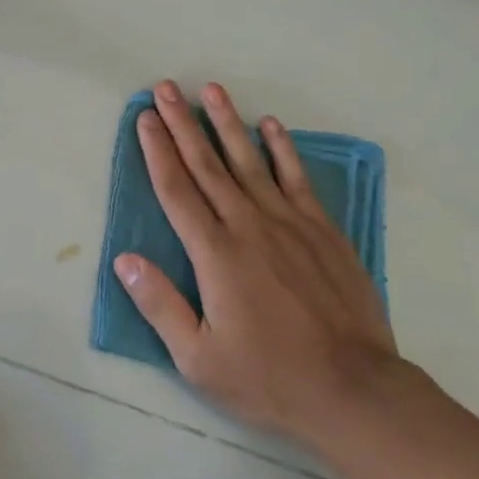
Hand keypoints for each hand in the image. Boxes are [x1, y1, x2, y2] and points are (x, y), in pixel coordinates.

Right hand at [116, 80, 404, 466]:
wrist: (354, 391)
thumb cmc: (269, 378)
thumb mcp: (199, 358)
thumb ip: (160, 305)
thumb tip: (124, 260)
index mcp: (214, 254)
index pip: (177, 189)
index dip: (157, 150)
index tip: (144, 117)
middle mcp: (248, 226)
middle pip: (207, 164)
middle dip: (182, 123)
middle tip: (166, 87)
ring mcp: (289, 223)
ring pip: (250, 162)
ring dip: (227, 123)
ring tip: (211, 90)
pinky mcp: (322, 231)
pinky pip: (297, 179)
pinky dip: (283, 150)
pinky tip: (271, 125)